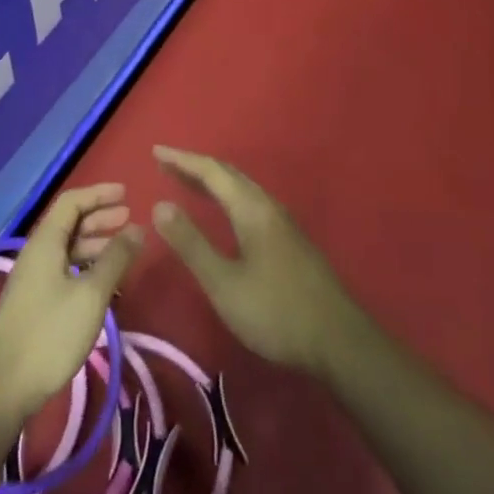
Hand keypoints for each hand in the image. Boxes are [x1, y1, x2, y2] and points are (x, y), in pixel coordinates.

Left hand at [0, 183, 143, 426]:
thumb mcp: (91, 294)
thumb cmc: (51, 333)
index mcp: (45, 242)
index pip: (72, 201)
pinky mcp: (34, 301)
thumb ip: (116, 259)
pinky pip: (63, 269)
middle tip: (130, 220)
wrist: (5, 387)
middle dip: (100, 217)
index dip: (99, 193)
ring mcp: (32, 278)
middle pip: (69, 223)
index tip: (127, 194)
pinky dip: (86, 266)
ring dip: (95, 243)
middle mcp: (36, 253)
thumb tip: (138, 229)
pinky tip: (103, 282)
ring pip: (67, 248)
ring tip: (123, 251)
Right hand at [152, 146, 364, 377]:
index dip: (182, 160)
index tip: (155, 152)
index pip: (211, 171)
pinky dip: (226, 196)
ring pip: (242, 188)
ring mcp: (282, 222)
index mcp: (251, 209)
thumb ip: (191, 244)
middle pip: (228, 174)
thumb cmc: (276, 312)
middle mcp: (268, 206)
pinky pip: (250, 202)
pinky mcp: (289, 240)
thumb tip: (160, 206)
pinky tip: (222, 212)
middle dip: (195, 166)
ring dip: (212, 180)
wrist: (339, 341)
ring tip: (186, 182)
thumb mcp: (224, 283)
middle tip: (165, 165)